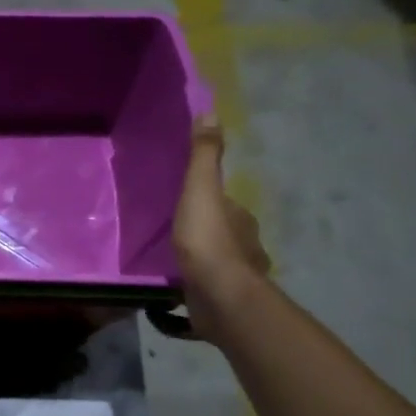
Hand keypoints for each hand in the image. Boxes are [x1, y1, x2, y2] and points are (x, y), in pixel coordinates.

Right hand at [173, 115, 269, 343]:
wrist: (220, 298)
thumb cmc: (209, 241)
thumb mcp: (201, 191)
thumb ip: (204, 157)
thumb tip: (211, 112)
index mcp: (239, 218)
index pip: (225, 204)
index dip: (209, 201)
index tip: (185, 203)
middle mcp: (243, 246)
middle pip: (222, 233)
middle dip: (205, 232)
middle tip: (173, 233)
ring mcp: (234, 277)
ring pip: (216, 263)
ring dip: (199, 262)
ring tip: (172, 262)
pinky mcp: (221, 304)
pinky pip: (204, 292)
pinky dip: (193, 290)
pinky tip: (174, 294)